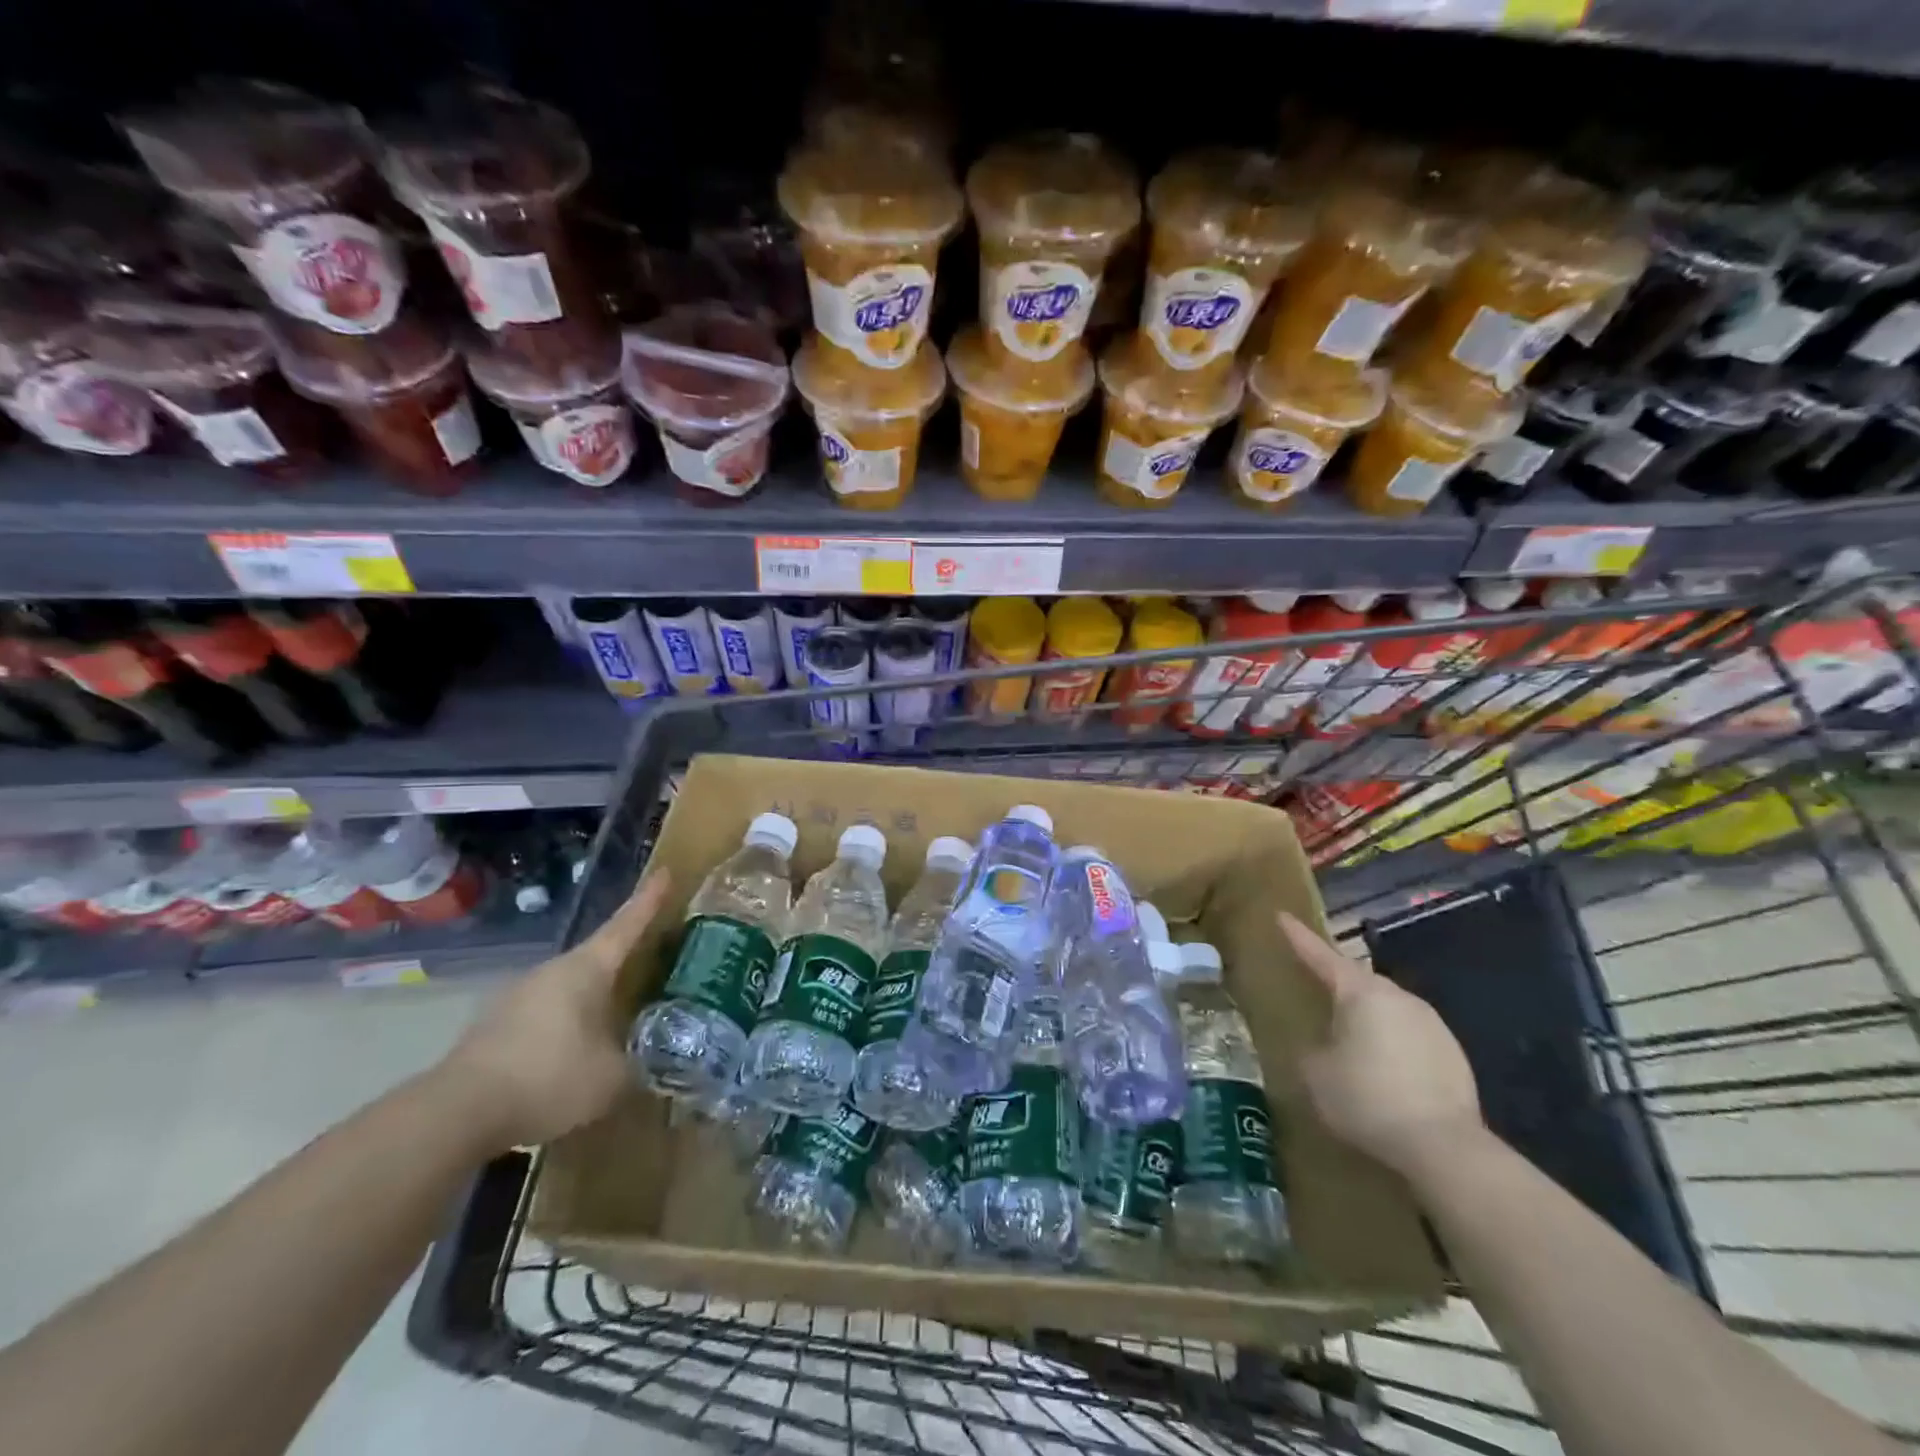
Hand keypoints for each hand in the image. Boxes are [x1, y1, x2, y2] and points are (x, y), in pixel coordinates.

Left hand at [439, 871, 669, 1149]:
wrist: (455, 1117)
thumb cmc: (548, 1080)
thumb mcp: (614, 1079)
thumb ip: (643, 1064)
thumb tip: (658, 1061)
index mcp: (585, 969)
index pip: (626, 925)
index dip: (648, 900)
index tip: (665, 872)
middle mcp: (550, 972)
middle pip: (597, 958)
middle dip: (624, 961)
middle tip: (652, 962)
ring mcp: (517, 999)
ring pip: (569, 992)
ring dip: (593, 1002)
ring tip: (616, 1024)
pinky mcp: (494, 1031)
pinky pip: (545, 1020)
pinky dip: (566, 1030)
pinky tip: (573, 1060)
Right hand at [1281, 912, 1484, 1180]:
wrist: (1445, 1148)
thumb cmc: (1367, 1099)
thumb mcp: (1316, 1074)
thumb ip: (1311, 1049)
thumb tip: (1320, 1047)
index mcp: (1361, 992)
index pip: (1321, 956)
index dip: (1298, 937)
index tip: (1281, 916)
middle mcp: (1398, 997)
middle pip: (1359, 980)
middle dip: (1336, 982)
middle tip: (1315, 986)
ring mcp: (1431, 1024)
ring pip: (1387, 1008)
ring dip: (1366, 1016)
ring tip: (1348, 1036)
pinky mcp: (1453, 1054)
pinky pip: (1409, 1036)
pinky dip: (1391, 1043)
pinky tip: (1383, 1069)